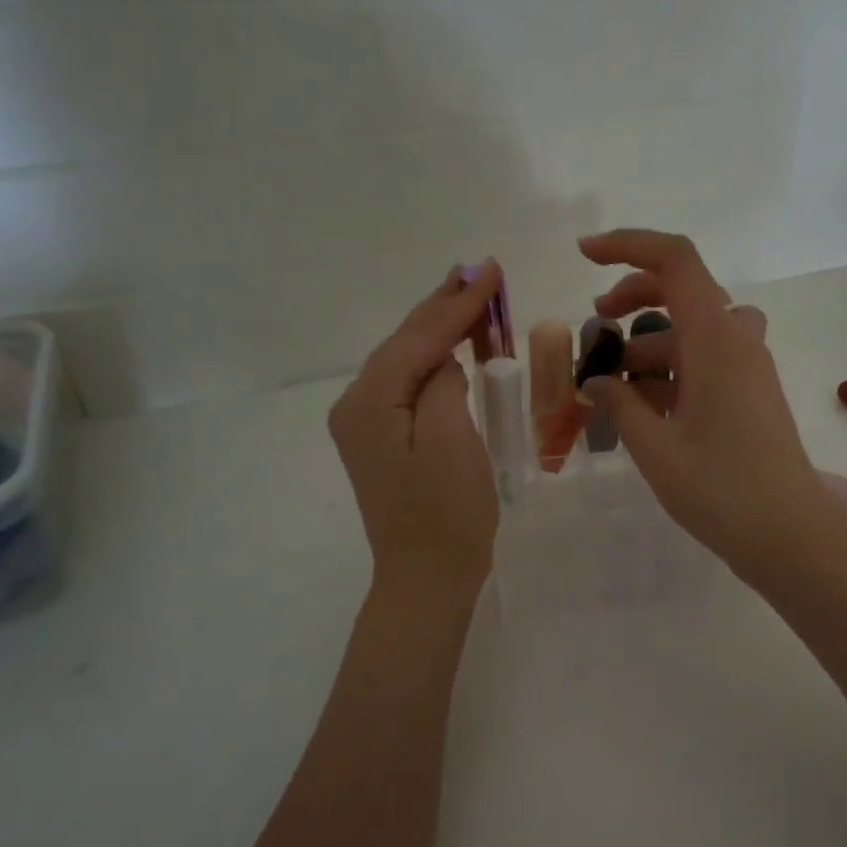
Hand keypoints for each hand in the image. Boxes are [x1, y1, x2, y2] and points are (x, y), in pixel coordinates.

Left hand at [329, 263, 501, 590]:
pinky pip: (407, 385)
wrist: (426, 577)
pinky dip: (433, 360)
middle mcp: (355, 404)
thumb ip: (442, 383)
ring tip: (471, 297)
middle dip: (444, 306)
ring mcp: (364, 424)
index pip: (419, 338)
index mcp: (369, 401)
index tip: (491, 269)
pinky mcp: (380, 439)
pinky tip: (452, 348)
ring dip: (440, 330)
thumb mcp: (452, 440)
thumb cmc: (446, 514)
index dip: (457, 302)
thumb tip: (443, 358)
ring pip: (405, 360)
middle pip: (404, 342)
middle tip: (481, 271)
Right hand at [578, 230, 846, 581]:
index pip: (674, 260)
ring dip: (649, 346)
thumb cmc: (720, 488)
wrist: (789, 535)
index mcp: (714, 338)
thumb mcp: (654, 446)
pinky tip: (644, 410)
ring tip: (610, 388)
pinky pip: (706, 362)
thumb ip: (618, 404)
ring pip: (692, 331)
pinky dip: (671, 371)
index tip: (583, 257)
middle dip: (632, 299)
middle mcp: (736, 341)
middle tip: (595, 328)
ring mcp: (748, 368)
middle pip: (682, 290)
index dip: (627, 245)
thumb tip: (595, 382)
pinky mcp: (751, 394)